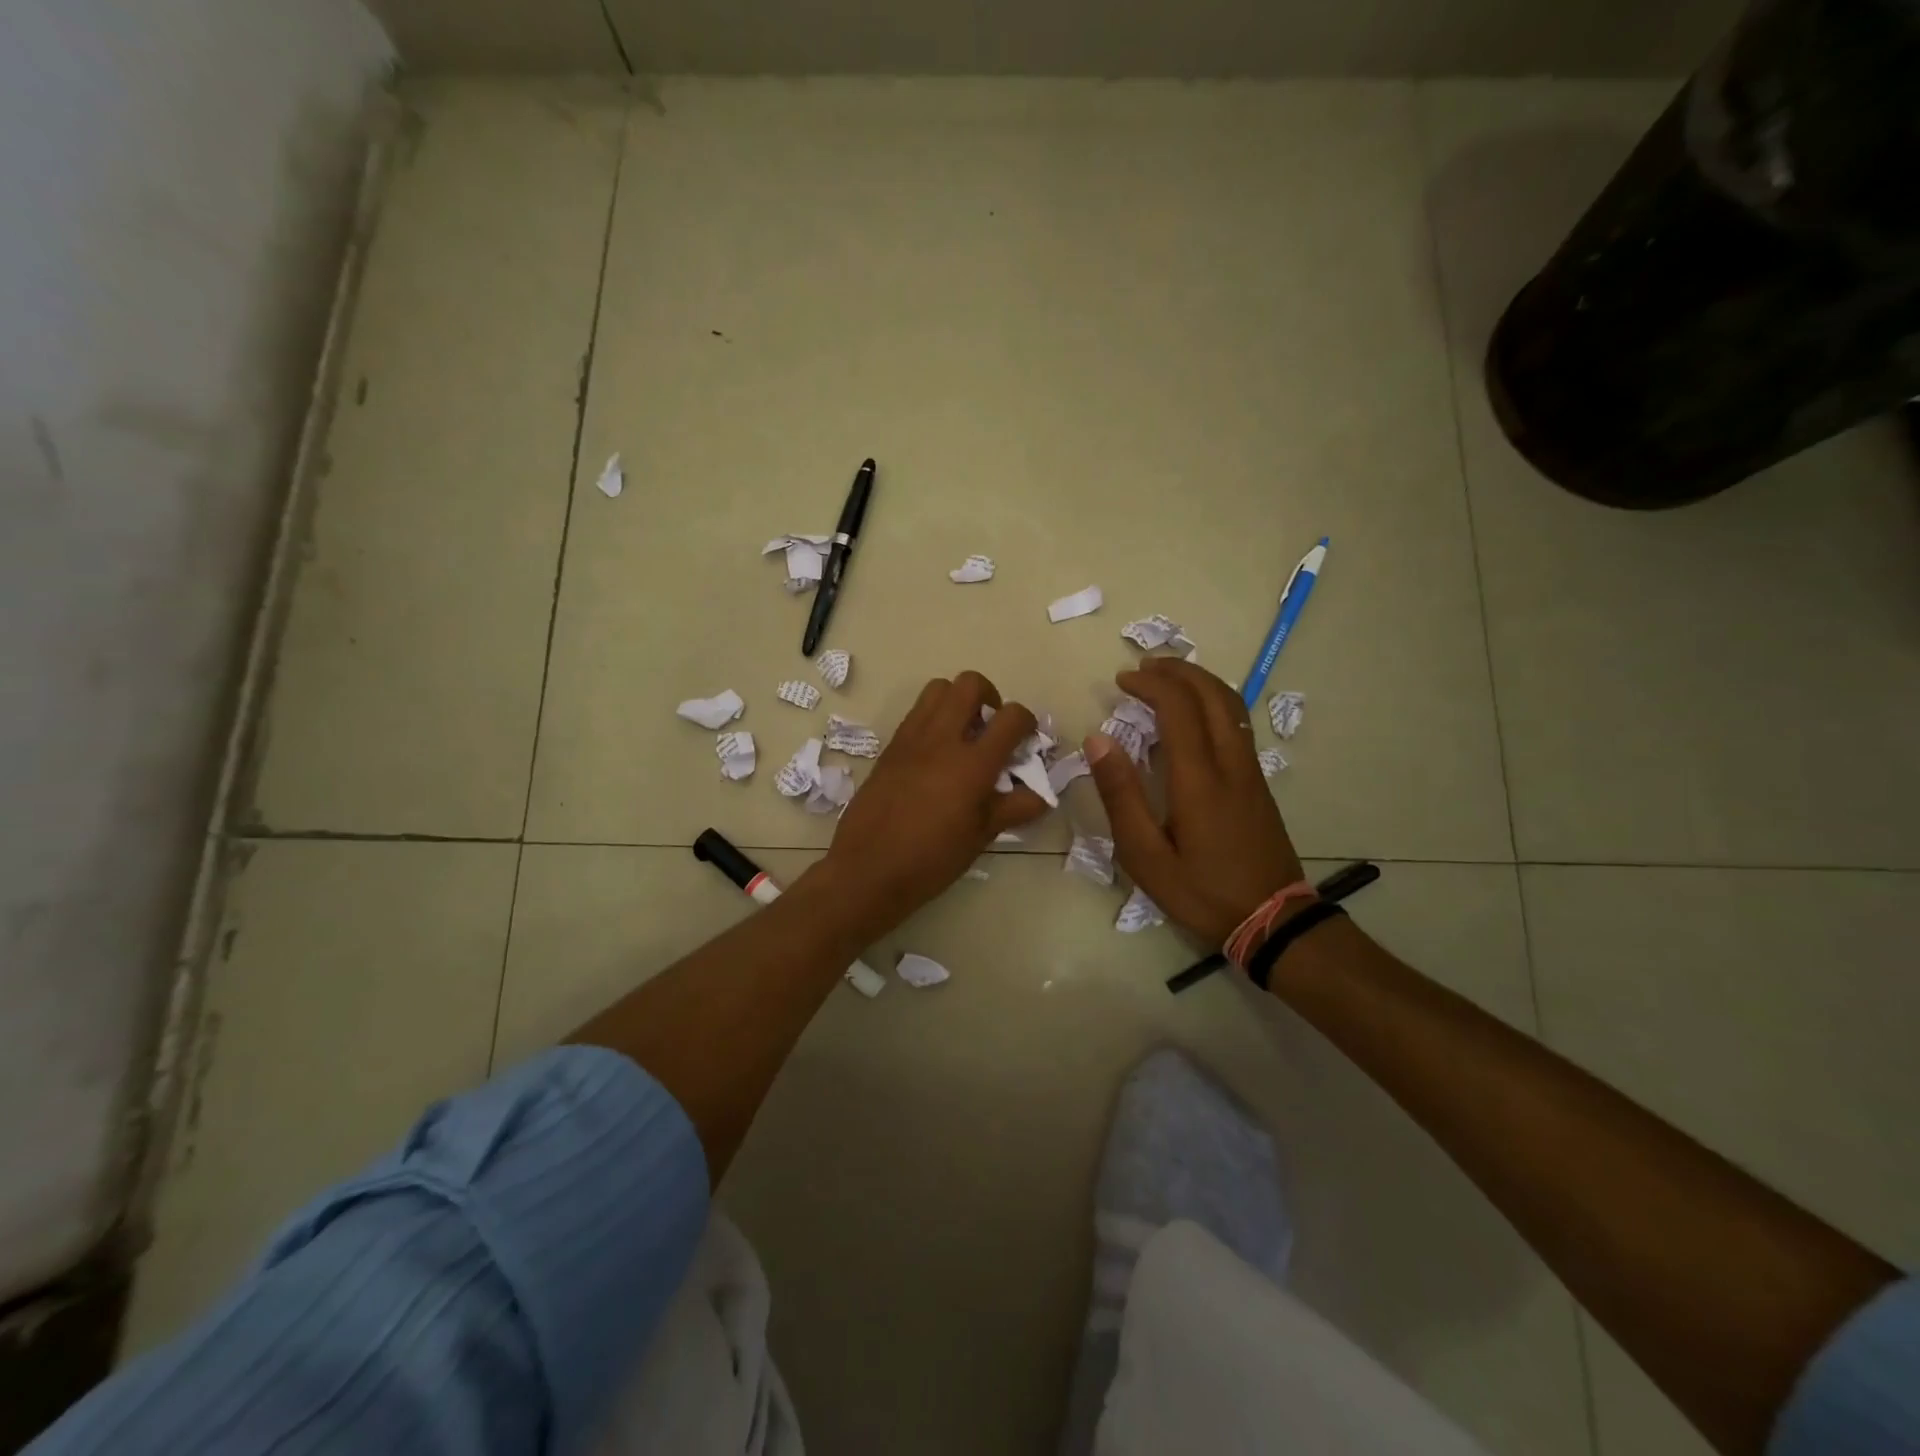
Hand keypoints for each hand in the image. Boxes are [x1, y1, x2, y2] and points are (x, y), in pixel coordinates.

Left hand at [821, 671, 1050, 928]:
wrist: (868, 869)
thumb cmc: (932, 859)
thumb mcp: (982, 836)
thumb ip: (1015, 808)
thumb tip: (1041, 795)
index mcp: (972, 763)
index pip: (1011, 717)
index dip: (1027, 721)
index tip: (1026, 740)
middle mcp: (942, 739)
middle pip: (970, 684)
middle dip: (990, 697)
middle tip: (991, 727)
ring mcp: (912, 739)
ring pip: (938, 689)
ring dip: (958, 701)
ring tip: (963, 733)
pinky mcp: (890, 747)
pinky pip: (916, 713)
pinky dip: (933, 718)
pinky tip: (936, 753)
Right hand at [1084, 658, 1303, 943]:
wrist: (1273, 921)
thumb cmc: (1201, 892)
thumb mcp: (1146, 856)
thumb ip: (1121, 796)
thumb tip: (1098, 740)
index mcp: (1200, 779)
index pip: (1179, 707)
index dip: (1151, 684)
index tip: (1122, 680)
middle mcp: (1231, 764)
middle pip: (1212, 694)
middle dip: (1177, 671)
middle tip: (1143, 667)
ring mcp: (1251, 771)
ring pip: (1231, 705)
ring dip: (1199, 682)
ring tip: (1167, 679)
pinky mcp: (1258, 783)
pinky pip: (1237, 724)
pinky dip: (1212, 702)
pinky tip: (1194, 715)